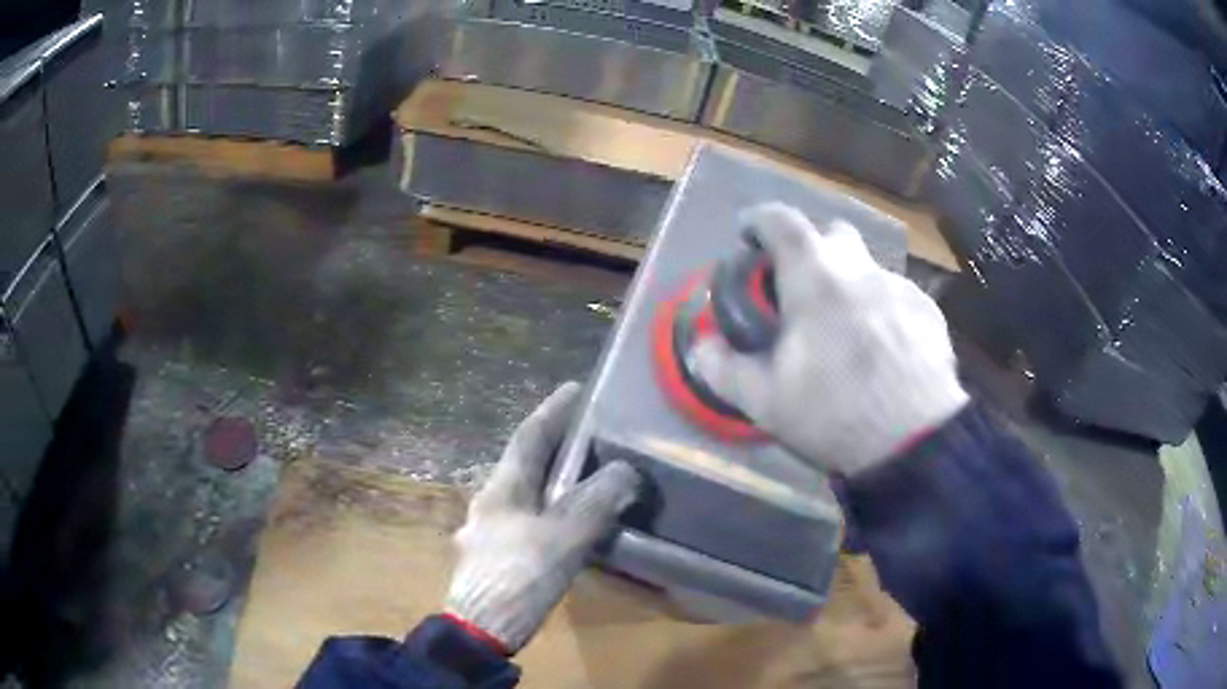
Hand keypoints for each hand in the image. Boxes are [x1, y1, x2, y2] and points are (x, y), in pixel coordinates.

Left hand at [445, 382, 640, 653]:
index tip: (576, 389)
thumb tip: (627, 473)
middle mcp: (491, 501)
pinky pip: (530, 518)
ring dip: (555, 479)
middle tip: (593, 433)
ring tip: (590, 473)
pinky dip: (553, 509)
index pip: (529, 437)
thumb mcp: (563, 538)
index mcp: (502, 488)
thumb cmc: (517, 577)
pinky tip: (572, 521)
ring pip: (528, 492)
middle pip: (526, 463)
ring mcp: (490, 529)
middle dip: (556, 444)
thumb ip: (597, 503)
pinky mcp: (498, 555)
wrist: (480, 630)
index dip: (553, 411)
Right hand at [693, 202, 968, 475]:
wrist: (915, 442)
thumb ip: (724, 368)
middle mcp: (861, 268)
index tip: (748, 235)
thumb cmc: (835, 415)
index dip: (759, 220)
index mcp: (815, 277)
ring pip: (868, 268)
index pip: (781, 221)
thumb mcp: (765, 402)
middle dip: (813, 250)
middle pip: (833, 234)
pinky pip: (897, 296)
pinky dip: (883, 310)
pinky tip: (885, 351)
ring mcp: (901, 287)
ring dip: (851, 285)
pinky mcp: (929, 311)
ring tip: (847, 333)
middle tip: (802, 290)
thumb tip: (702, 346)